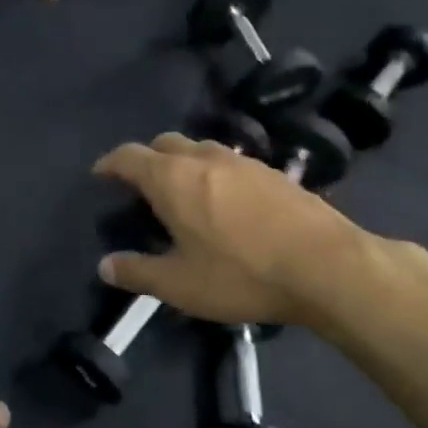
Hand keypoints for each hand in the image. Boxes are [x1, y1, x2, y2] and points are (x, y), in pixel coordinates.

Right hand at [92, 133, 388, 334]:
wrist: (326, 266)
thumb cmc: (241, 274)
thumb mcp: (179, 285)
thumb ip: (137, 272)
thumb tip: (105, 266)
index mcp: (172, 179)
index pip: (129, 156)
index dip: (109, 164)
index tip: (100, 175)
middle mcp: (204, 158)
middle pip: (164, 143)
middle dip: (146, 158)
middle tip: (141, 187)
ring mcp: (242, 161)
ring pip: (200, 148)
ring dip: (182, 162)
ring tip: (182, 193)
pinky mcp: (274, 172)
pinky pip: (230, 162)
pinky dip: (214, 173)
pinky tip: (225, 202)